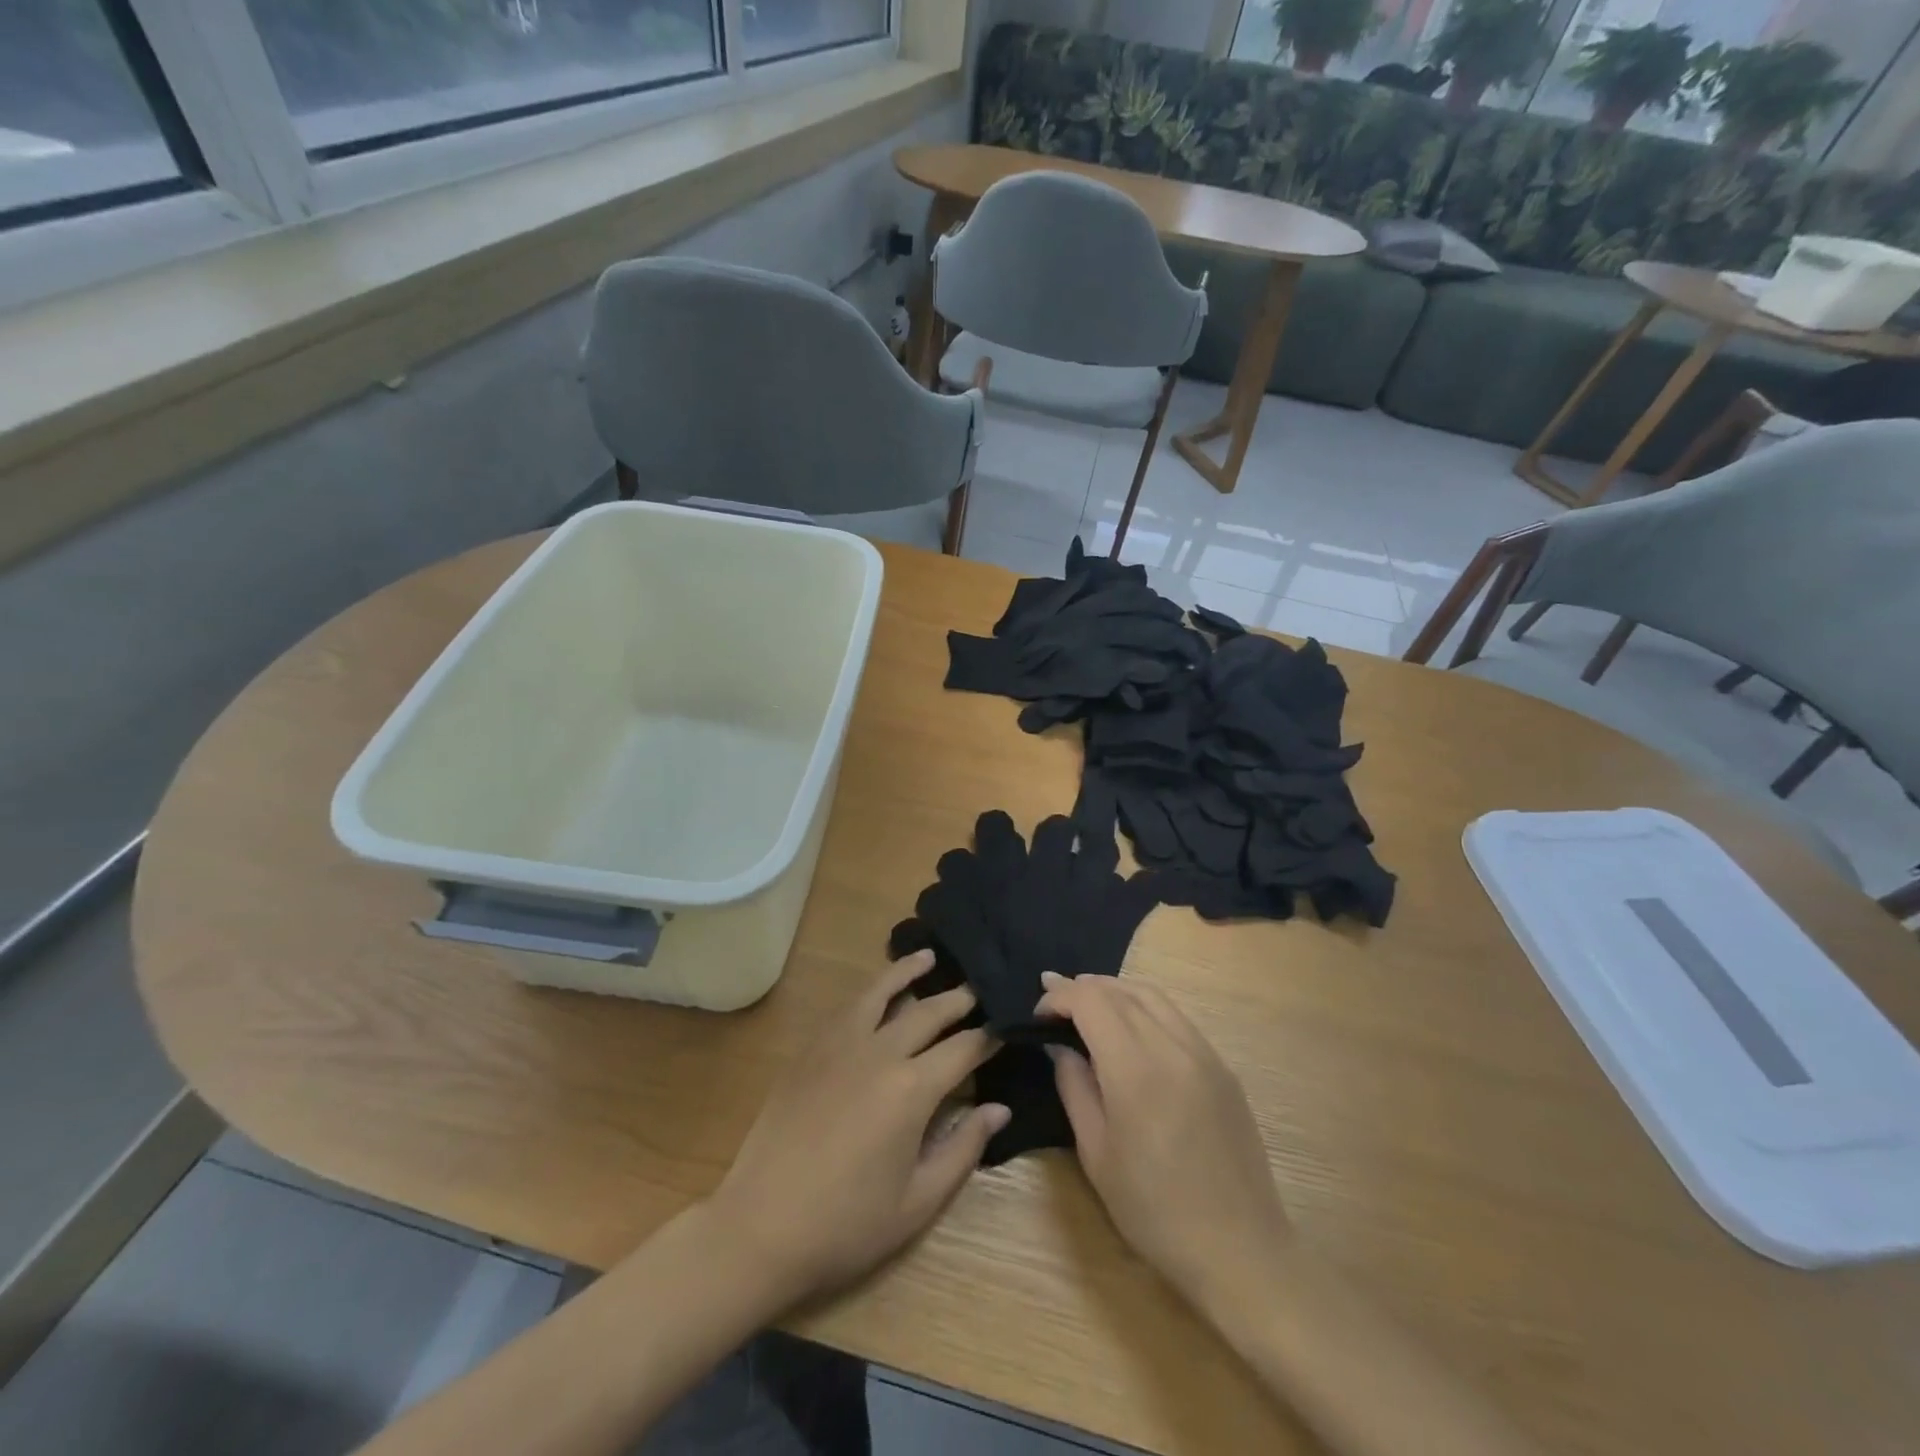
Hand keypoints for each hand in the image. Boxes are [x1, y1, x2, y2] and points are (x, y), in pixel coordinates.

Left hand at [705, 952, 1008, 1308]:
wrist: (761, 1228)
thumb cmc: (847, 1225)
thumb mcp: (918, 1202)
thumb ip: (964, 1149)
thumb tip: (999, 1107)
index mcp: (912, 1089)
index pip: (963, 1048)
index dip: (990, 1037)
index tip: (1008, 1026)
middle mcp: (879, 1052)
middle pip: (928, 1011)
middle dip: (959, 998)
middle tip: (981, 988)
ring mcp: (839, 1045)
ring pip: (881, 992)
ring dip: (909, 971)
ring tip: (929, 957)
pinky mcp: (810, 1050)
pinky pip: (847, 1007)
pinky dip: (869, 990)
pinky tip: (876, 991)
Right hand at [1035, 972, 1290, 1309]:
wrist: (1240, 1251)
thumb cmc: (1155, 1211)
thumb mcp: (1097, 1155)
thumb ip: (1075, 1088)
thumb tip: (1062, 1047)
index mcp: (1136, 1069)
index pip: (1091, 1001)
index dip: (1060, 997)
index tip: (1038, 1013)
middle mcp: (1173, 1047)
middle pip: (1121, 991)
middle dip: (1082, 988)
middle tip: (1053, 999)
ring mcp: (1204, 1053)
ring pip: (1152, 996)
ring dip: (1114, 990)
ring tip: (1088, 1002)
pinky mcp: (1223, 1067)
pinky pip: (1177, 1017)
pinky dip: (1145, 1007)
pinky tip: (1131, 1026)